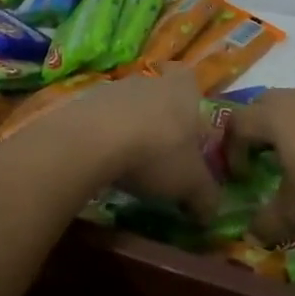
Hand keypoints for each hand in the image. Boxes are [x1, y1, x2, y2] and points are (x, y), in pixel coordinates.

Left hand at [59, 66, 221, 222]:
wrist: (92, 142)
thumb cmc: (156, 153)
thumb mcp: (191, 184)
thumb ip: (206, 197)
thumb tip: (210, 213)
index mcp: (183, 91)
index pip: (191, 82)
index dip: (191, 100)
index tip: (188, 126)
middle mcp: (150, 82)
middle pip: (159, 95)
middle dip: (161, 120)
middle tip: (162, 153)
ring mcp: (114, 89)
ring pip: (129, 106)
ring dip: (131, 128)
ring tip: (130, 162)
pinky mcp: (84, 102)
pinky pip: (102, 118)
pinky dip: (105, 136)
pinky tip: (104, 160)